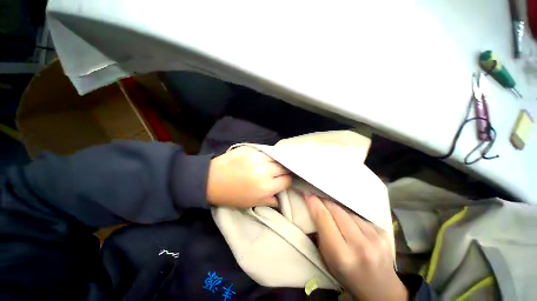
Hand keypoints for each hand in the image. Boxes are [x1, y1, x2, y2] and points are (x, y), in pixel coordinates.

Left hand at [207, 146, 291, 206]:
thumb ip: (270, 200)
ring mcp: (258, 157)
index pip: (287, 180)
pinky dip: (267, 156)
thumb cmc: (232, 195)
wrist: (212, 179)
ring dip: (276, 162)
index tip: (284, 181)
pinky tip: (263, 159)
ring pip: (276, 158)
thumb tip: (281, 197)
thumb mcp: (252, 203)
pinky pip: (266, 152)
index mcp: (266, 187)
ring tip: (272, 165)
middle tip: (279, 172)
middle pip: (284, 167)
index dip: (287, 181)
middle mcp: (265, 171)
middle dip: (284, 170)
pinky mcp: (251, 149)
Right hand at [305, 194, 407, 300]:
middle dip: (325, 201)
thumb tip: (314, 209)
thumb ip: (320, 234)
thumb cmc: (347, 276)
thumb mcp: (327, 259)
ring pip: (348, 211)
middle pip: (337, 210)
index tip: (307, 193)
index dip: (314, 203)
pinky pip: (360, 217)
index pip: (324, 218)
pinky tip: (350, 223)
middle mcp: (360, 245)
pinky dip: (351, 216)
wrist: (380, 289)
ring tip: (334, 213)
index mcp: (342, 255)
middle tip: (317, 197)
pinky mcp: (384, 233)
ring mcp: (376, 238)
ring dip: (338, 209)